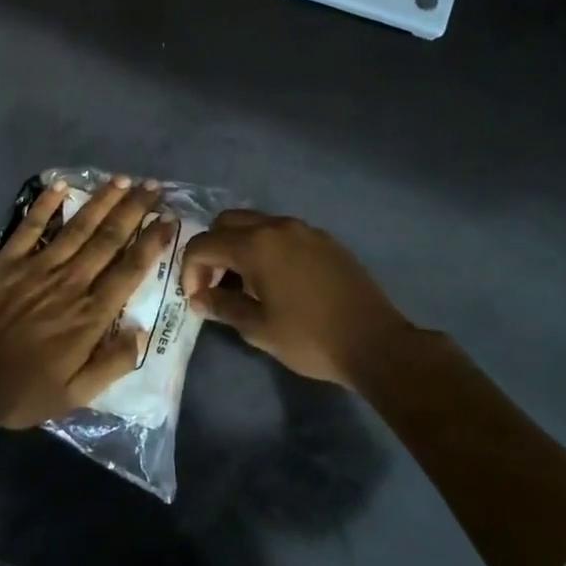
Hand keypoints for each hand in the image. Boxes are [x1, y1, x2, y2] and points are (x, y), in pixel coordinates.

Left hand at [0, 176, 175, 430]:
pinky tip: (61, 185)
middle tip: (152, 186)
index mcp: (90, 315)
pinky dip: (45, 205)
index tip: (168, 220)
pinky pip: (30, 227)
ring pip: (77, 227)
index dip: (152, 242)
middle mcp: (70, 283)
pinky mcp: (7, 262)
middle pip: (109, 239)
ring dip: (101, 201)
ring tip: (122, 180)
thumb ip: (113, 364)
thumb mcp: (76, 395)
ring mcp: (37, 268)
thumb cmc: (22, 390)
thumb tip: (142, 332)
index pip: (130, 270)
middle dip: (134, 210)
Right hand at [180, 210, 414, 387]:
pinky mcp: (326, 241)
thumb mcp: (258, 329)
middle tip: (215, 284)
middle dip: (212, 249)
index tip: (196, 297)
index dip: (190, 270)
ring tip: (244, 285)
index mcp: (256, 245)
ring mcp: (305, 230)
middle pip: (227, 222)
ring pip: (257, 224)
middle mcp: (278, 227)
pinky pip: (283, 234)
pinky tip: (276, 281)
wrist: (375, 343)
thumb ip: (222, 307)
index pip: (203, 244)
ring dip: (239, 246)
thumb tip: (200, 299)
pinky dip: (267, 248)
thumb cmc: (309, 338)